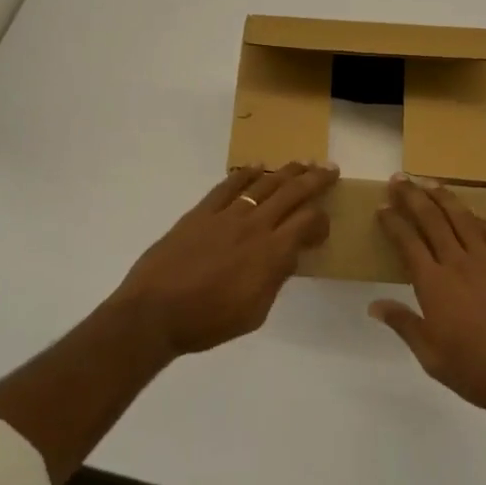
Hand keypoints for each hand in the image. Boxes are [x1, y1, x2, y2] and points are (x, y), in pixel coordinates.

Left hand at [110, 162, 338, 355]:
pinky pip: (228, 185)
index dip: (322, 220)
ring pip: (264, 184)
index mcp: (272, 253)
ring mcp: (226, 215)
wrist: (154, 312)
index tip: (323, 228)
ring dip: (286, 171)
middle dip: (315, 179)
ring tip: (302, 163)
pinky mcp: (201, 212)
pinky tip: (257, 167)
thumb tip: (287, 256)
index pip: (308, 222)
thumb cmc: (208, 321)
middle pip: (292, 193)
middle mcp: (254, 226)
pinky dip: (245, 174)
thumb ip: (275, 279)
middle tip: (331, 169)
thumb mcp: (255, 312)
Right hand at [371, 176, 485, 438]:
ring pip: (462, 219)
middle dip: (413, 197)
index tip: (382, 208)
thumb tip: (374, 305)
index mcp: (434, 285)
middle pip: (432, 220)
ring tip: (430, 183)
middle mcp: (459, 264)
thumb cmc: (475, 371)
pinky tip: (469, 213)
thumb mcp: (430, 356)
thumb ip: (403, 324)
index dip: (393, 222)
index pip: (408, 242)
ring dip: (444, 198)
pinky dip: (477, 218)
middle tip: (399, 180)